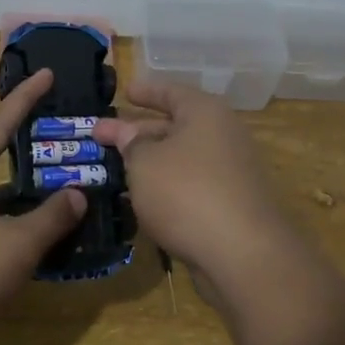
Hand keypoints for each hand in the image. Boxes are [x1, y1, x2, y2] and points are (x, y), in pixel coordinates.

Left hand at [0, 70, 86, 344]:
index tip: (47, 74)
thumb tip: (78, 195)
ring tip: (71, 187)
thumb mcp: (17, 242)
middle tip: (68, 138)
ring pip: (0, 199)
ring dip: (31, 196)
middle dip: (33, 152)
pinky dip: (22, 226)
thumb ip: (52, 217)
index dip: (24, 99)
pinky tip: (51, 234)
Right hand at [94, 80, 293, 291]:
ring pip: (181, 158)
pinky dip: (166, 186)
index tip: (125, 91)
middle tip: (102, 137)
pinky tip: (142, 199)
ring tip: (116, 169)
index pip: (171, 92)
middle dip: (137, 131)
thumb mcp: (145, 163)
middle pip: (175, 126)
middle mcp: (223, 136)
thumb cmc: (186, 192)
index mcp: (205, 113)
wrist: (242, 253)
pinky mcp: (230, 205)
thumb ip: (132, 145)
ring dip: (150, 162)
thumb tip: (128, 134)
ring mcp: (230, 172)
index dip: (146, 91)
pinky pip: (191, 185)